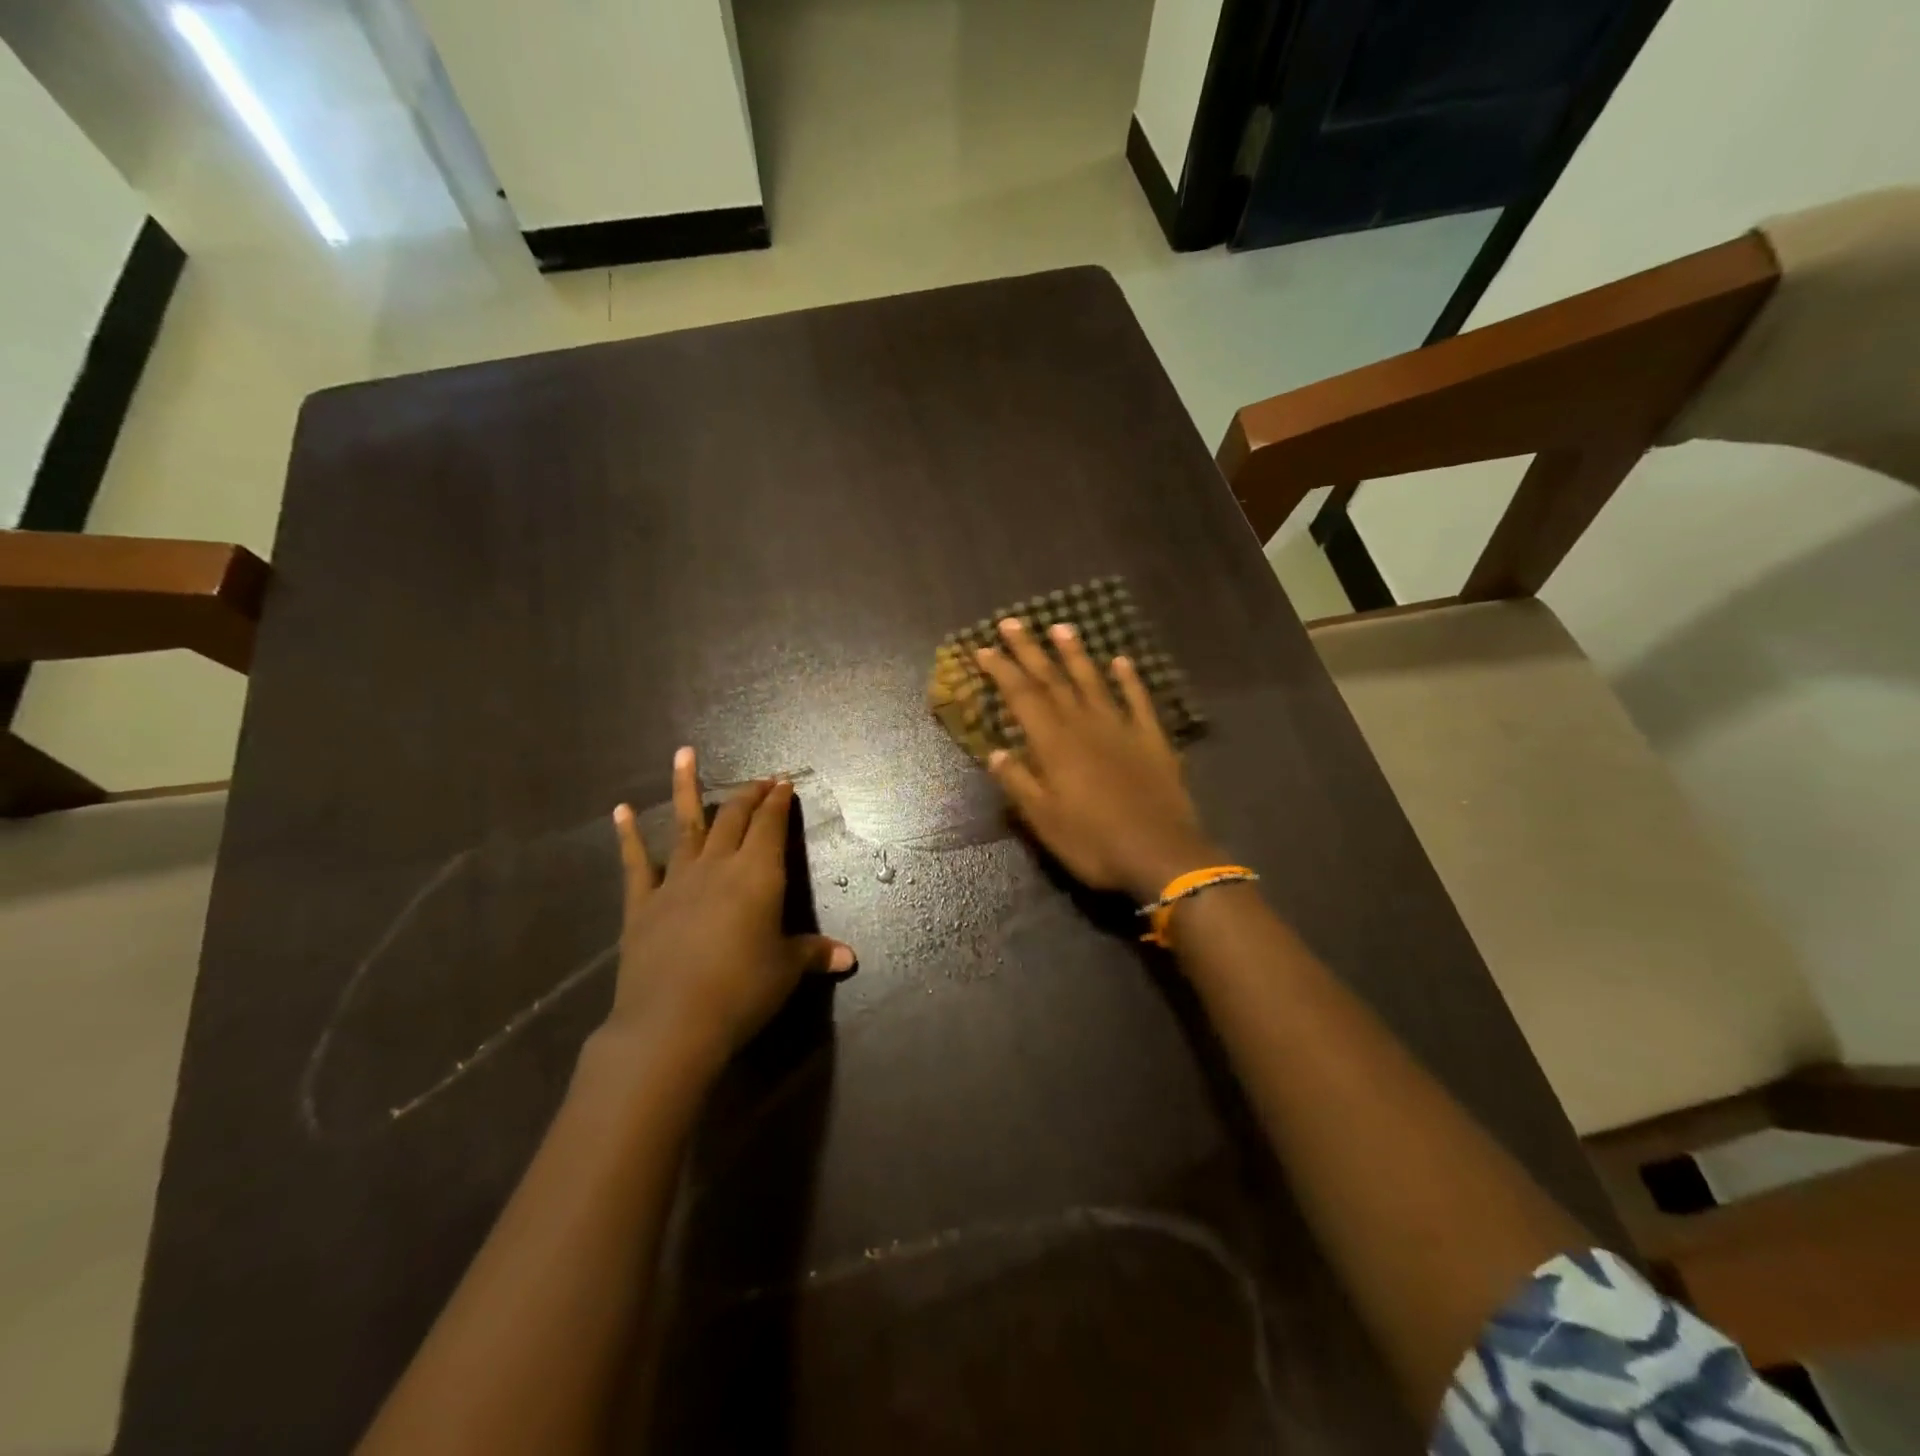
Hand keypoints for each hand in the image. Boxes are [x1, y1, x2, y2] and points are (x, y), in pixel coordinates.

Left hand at [602, 748, 855, 1069]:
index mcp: (758, 875)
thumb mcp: (786, 971)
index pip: (771, 826)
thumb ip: (814, 954)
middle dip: (749, 794)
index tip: (784, 782)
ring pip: (686, 824)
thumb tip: (850, 958)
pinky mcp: (642, 903)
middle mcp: (718, 865)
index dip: (779, 802)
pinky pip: (635, 862)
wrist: (672, 1023)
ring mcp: (676, 880)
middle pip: (734, 817)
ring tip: (684, 754)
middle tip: (759, 779)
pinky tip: (620, 810)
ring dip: (687, 787)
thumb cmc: (742, 991)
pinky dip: (628, 835)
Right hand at [976, 617, 1222, 902]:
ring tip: (1061, 627)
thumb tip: (995, 751)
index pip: (1022, 696)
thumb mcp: (1044, 820)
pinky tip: (1122, 661)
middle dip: (1030, 650)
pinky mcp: (1152, 739)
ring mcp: (1122, 729)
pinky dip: (1129, 679)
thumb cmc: (1094, 842)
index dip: (1002, 670)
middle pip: (1053, 680)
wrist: (1161, 854)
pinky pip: (1138, 701)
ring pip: (1093, 682)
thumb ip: (1019, 782)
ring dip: (1075, 654)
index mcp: (1054, 744)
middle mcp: (1085, 725)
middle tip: (1012, 622)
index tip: (984, 648)